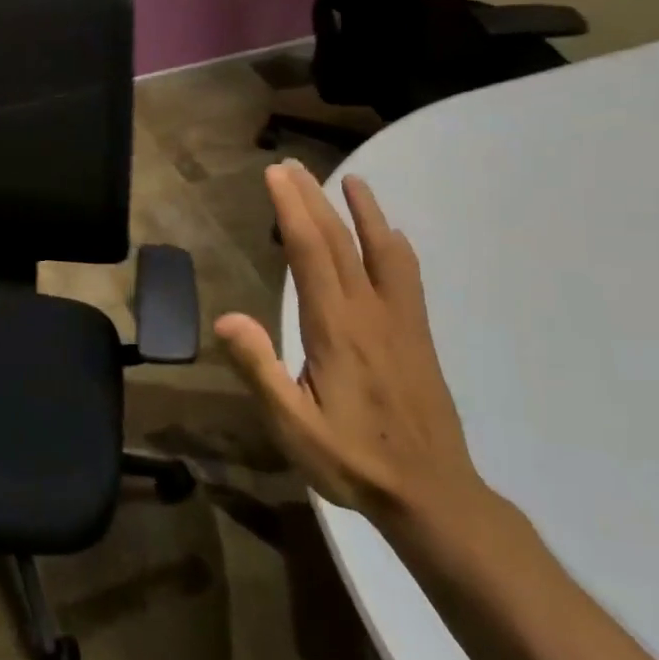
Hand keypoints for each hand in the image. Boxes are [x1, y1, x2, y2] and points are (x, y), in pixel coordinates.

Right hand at [215, 160, 485, 529]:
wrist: (433, 493)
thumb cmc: (353, 460)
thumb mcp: (293, 426)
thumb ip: (261, 370)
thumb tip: (226, 318)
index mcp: (337, 329)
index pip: (312, 254)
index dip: (292, 209)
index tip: (276, 175)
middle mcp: (371, 313)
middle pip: (342, 242)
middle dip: (315, 199)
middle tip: (294, 165)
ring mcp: (400, 322)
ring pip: (383, 252)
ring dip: (364, 212)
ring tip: (352, 180)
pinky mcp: (418, 337)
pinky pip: (405, 276)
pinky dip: (393, 245)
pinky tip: (390, 238)